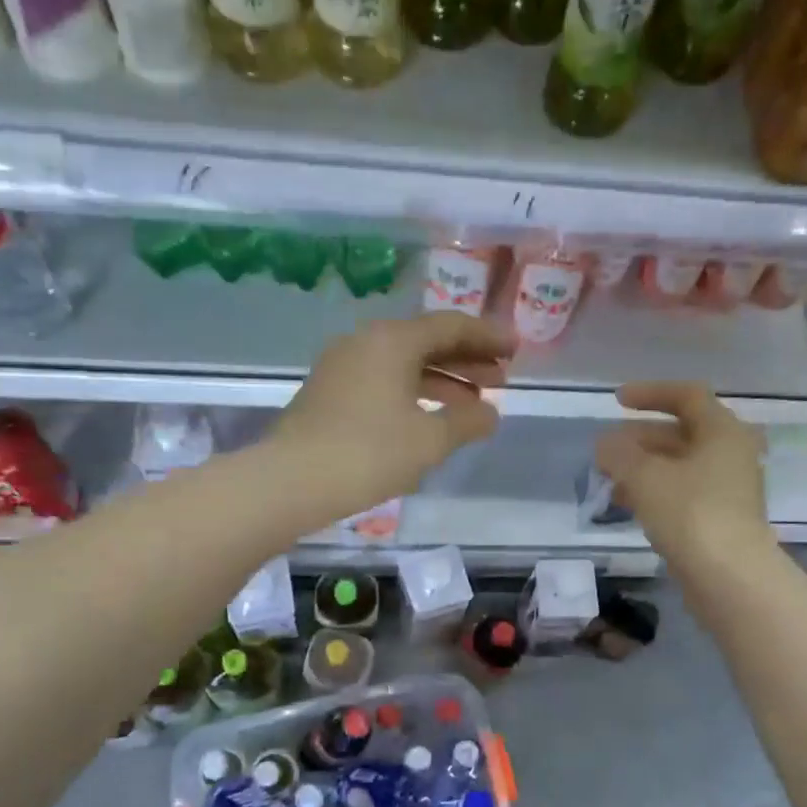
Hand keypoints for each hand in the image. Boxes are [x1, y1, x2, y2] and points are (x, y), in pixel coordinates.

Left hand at [269, 313, 513, 522]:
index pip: (451, 325)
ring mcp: (344, 366)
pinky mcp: (331, 392)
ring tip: (474, 404)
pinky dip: (415, 392)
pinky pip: (385, 380)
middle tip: (501, 379)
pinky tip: (431, 418)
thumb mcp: (430, 440)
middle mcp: (367, 341)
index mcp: (393, 340)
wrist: (290, 481)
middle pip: (427, 341)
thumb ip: (468, 421)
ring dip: (443, 379)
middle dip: (468, 359)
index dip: (488, 337)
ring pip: (405, 363)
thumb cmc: (368, 454)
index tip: (516, 350)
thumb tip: (490, 413)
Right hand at [596, 383, 771, 569]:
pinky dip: (654, 492)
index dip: (650, 393)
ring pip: (679, 467)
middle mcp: (730, 454)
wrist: (730, 577)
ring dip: (643, 468)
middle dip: (639, 439)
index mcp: (722, 431)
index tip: (617, 401)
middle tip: (606, 450)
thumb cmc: (690, 513)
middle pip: (681, 433)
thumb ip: (619, 453)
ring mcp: (728, 489)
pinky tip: (627, 506)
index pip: (687, 396)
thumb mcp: (645, 476)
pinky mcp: (720, 519)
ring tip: (609, 480)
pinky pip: (682, 493)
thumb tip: (605, 444)